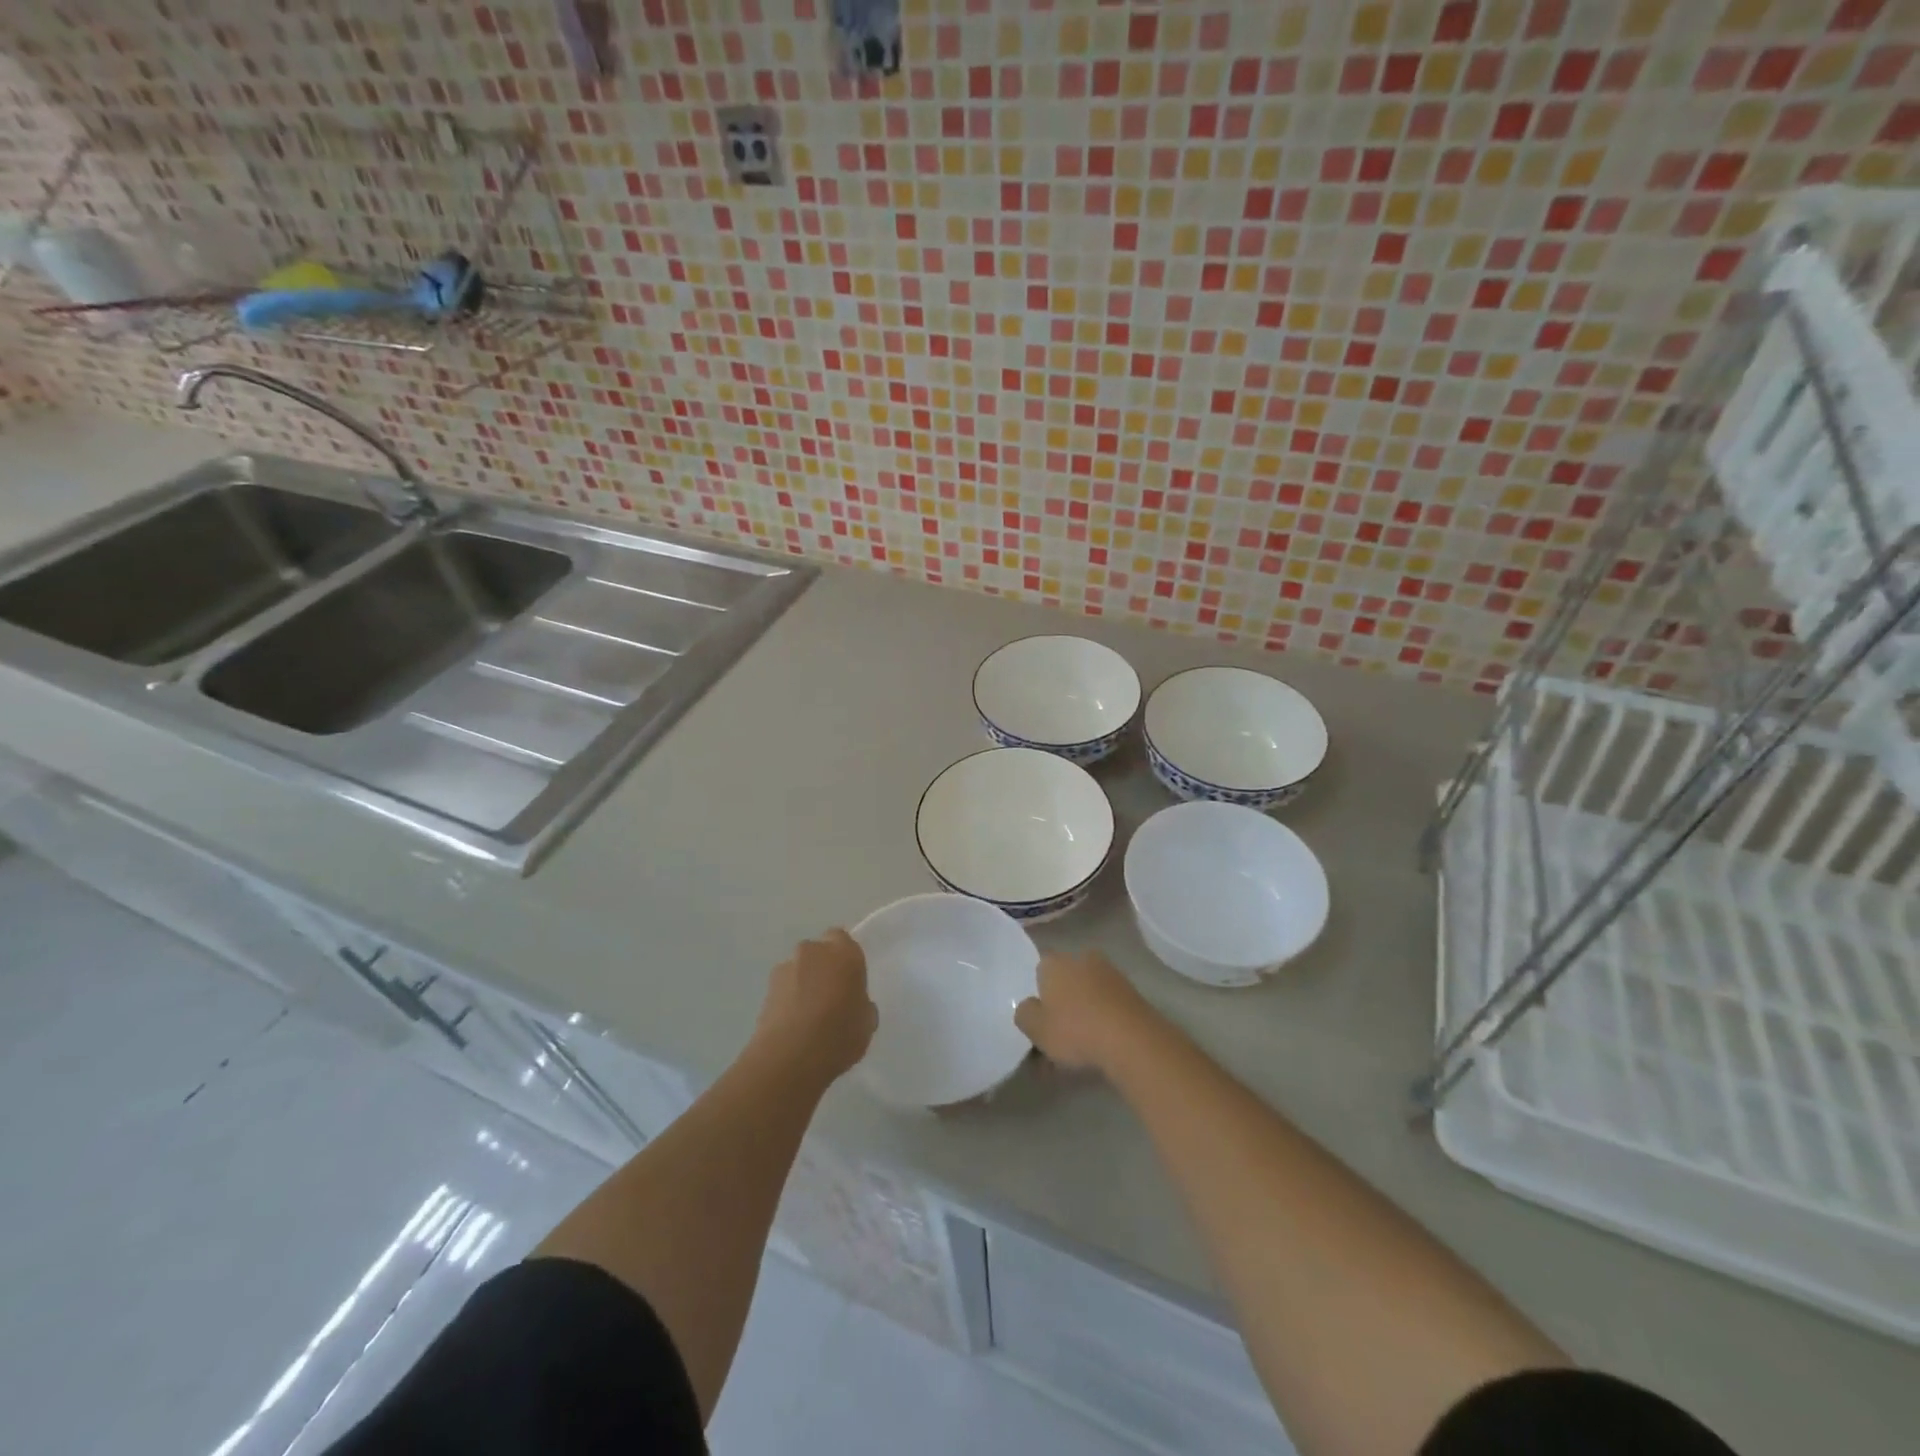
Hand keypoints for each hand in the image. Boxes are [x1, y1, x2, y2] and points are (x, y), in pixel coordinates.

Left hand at [751, 928, 877, 1084]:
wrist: (789, 1057)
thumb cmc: (839, 1035)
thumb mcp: (866, 1023)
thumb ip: (861, 1004)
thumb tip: (853, 1003)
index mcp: (844, 953)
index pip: (842, 939)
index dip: (844, 957)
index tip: (849, 980)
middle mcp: (813, 952)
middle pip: (818, 952)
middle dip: (822, 968)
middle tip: (829, 997)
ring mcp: (785, 969)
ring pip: (798, 970)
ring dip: (802, 984)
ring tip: (807, 1017)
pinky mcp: (765, 989)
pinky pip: (783, 989)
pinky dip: (787, 1000)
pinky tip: (793, 1026)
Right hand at [1014, 949, 1155, 1072]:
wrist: (1133, 1040)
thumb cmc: (1076, 1030)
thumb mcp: (1036, 1029)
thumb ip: (1025, 1014)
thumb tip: (1029, 1006)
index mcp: (1054, 962)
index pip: (1040, 969)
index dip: (1038, 992)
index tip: (1040, 1016)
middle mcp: (1081, 958)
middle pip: (1066, 977)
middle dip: (1062, 998)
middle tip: (1060, 1029)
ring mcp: (1110, 972)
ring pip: (1088, 990)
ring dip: (1085, 1008)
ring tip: (1083, 1042)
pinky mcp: (1132, 990)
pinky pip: (1108, 1002)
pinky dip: (1104, 1016)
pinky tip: (1103, 1040)